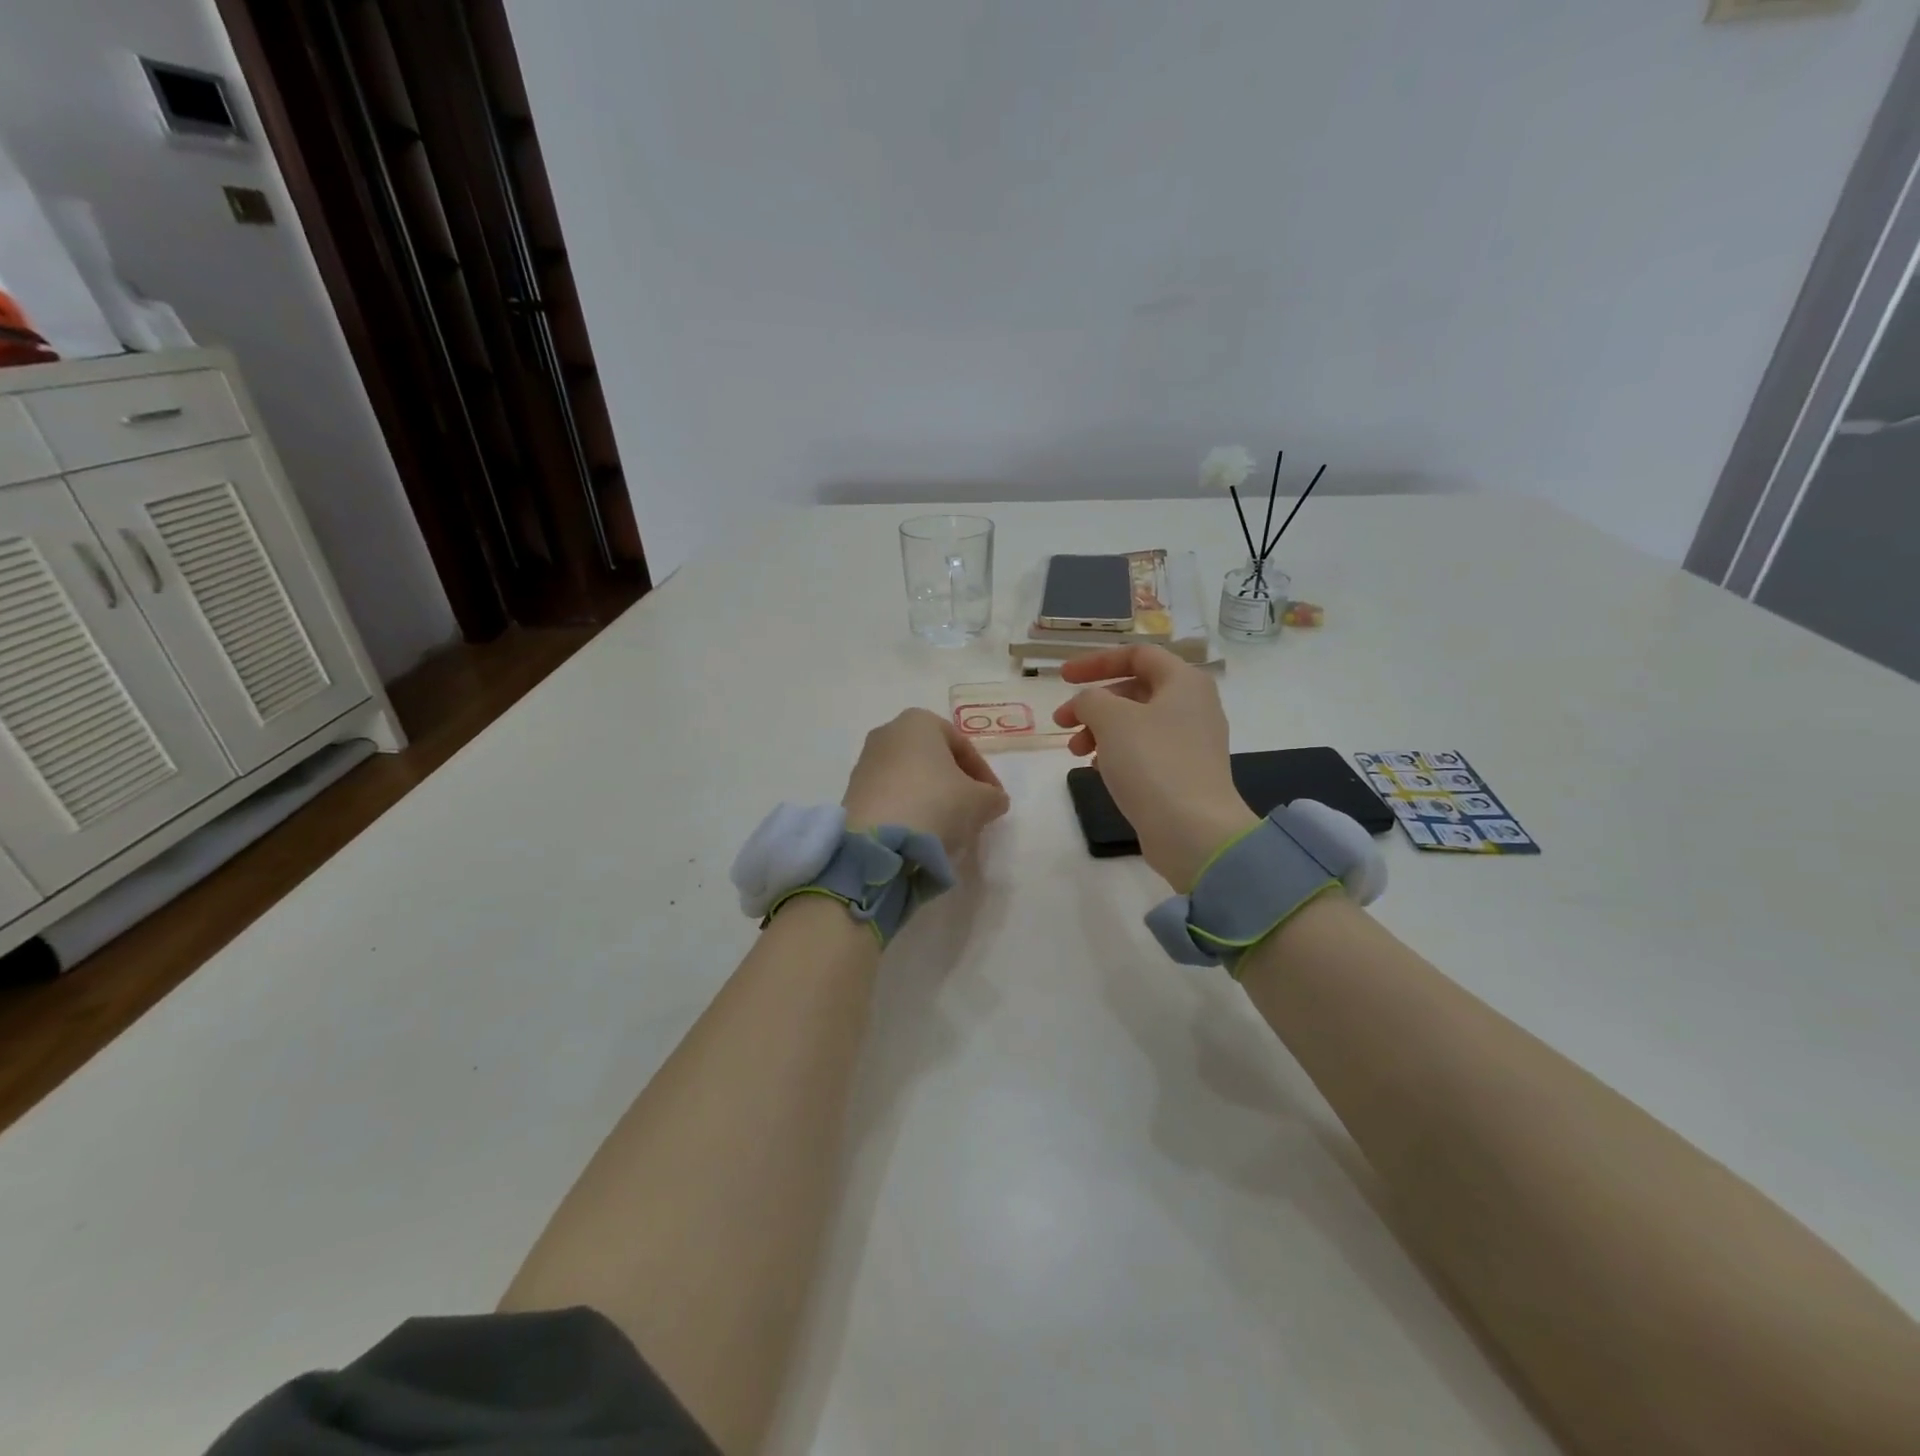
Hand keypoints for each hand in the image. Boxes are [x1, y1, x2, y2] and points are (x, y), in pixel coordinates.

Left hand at [842, 709, 1010, 856]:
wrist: (878, 841)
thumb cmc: (936, 804)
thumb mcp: (980, 802)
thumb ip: (993, 797)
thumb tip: (993, 800)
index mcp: (919, 721)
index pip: (962, 746)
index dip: (984, 774)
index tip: (994, 800)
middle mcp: (888, 732)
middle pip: (933, 758)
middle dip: (954, 783)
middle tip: (972, 810)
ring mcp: (866, 761)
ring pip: (910, 777)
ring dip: (930, 797)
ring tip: (946, 825)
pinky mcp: (852, 791)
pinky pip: (891, 795)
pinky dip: (908, 808)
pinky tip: (920, 831)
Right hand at [1054, 646, 1257, 891]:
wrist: (1193, 831)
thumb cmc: (1152, 762)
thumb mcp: (1111, 719)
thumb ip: (1090, 699)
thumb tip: (1087, 704)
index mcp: (1184, 681)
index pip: (1137, 654)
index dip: (1096, 661)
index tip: (1062, 678)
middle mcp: (1193, 705)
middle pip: (1134, 689)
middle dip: (1093, 703)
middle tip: (1061, 722)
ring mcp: (1192, 742)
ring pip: (1136, 723)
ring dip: (1100, 730)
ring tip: (1075, 752)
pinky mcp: (1185, 773)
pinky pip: (1144, 751)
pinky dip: (1117, 752)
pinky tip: (1097, 769)